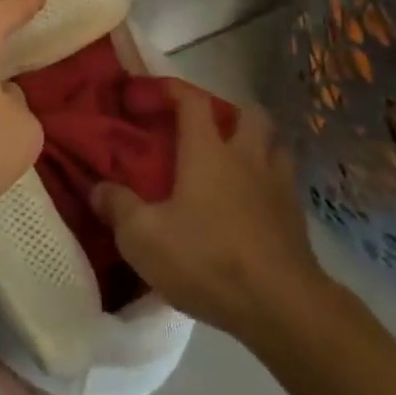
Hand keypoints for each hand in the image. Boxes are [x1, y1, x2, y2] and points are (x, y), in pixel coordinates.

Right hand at [91, 82, 328, 343]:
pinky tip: (256, 206)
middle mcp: (247, 157)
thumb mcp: (144, 239)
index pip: (193, 101)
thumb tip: (98, 189)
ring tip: (240, 165)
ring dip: (260, 146)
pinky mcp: (297, 217)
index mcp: (208, 151)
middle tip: (211, 131)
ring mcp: (279, 185)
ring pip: (276, 145)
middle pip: (250, 113)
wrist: (280, 305)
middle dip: (232, 113)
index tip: (155, 90)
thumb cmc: (207, 259)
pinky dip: (272, 185)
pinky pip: (286, 184)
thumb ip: (119, 208)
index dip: (174, 89)